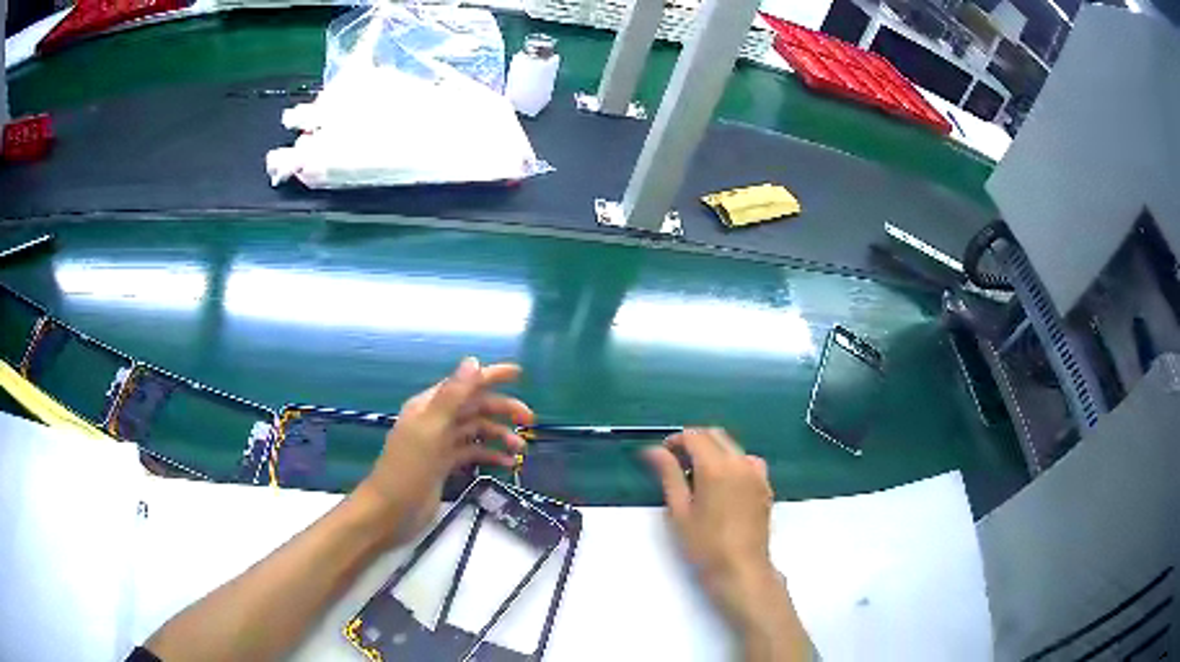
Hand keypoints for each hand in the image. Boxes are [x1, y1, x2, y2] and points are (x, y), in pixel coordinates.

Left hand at [355, 357, 533, 545]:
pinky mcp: (444, 465)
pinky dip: (489, 455)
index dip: (491, 376)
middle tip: (529, 421)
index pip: (464, 383)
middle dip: (502, 410)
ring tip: (520, 449)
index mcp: (429, 406)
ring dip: (499, 435)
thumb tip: (473, 361)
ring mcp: (439, 444)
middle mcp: (435, 421)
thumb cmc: (408, 469)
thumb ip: (452, 396)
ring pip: (475, 431)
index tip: (519, 374)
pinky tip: (506, 464)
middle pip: (474, 407)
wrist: (390, 512)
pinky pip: (472, 453)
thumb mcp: (430, 429)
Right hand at [644, 428, 780, 630]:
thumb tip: (653, 451)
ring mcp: (757, 473)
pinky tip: (723, 485)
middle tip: (676, 463)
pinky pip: (747, 461)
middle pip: (716, 435)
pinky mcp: (765, 485)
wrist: (741, 568)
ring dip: (714, 450)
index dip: (675, 440)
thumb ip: (668, 474)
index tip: (662, 454)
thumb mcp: (679, 511)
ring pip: (733, 446)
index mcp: (716, 467)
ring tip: (698, 476)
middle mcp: (740, 462)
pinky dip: (732, 462)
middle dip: (695, 441)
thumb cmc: (704, 544)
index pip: (694, 436)